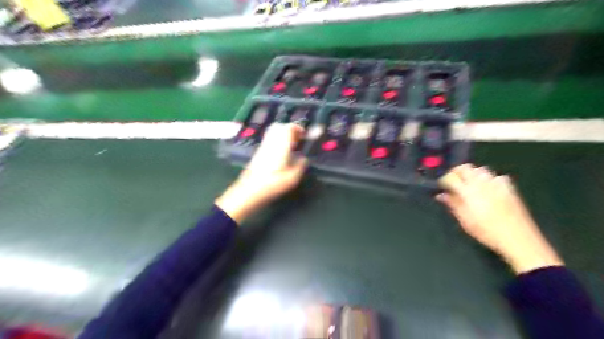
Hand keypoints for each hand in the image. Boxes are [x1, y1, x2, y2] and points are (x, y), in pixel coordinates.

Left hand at [215, 123, 308, 222]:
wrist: (249, 190)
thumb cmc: (273, 184)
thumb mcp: (293, 178)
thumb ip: (300, 165)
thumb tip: (304, 158)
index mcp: (281, 145)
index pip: (288, 128)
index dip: (298, 128)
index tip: (304, 135)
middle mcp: (271, 142)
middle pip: (279, 127)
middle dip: (290, 130)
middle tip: (298, 139)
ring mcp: (263, 147)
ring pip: (273, 133)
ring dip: (283, 135)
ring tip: (291, 145)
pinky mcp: (258, 153)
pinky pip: (269, 140)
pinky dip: (277, 141)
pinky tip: (281, 153)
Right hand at [437, 164, 563, 274]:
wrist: (517, 238)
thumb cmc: (486, 231)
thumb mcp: (464, 220)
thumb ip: (452, 204)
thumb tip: (441, 195)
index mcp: (468, 191)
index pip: (451, 177)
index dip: (444, 180)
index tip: (441, 186)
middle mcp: (481, 182)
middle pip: (465, 167)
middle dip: (457, 172)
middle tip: (453, 182)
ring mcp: (497, 183)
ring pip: (480, 169)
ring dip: (472, 174)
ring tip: (469, 184)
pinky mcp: (509, 187)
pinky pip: (495, 176)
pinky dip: (488, 179)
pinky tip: (488, 189)